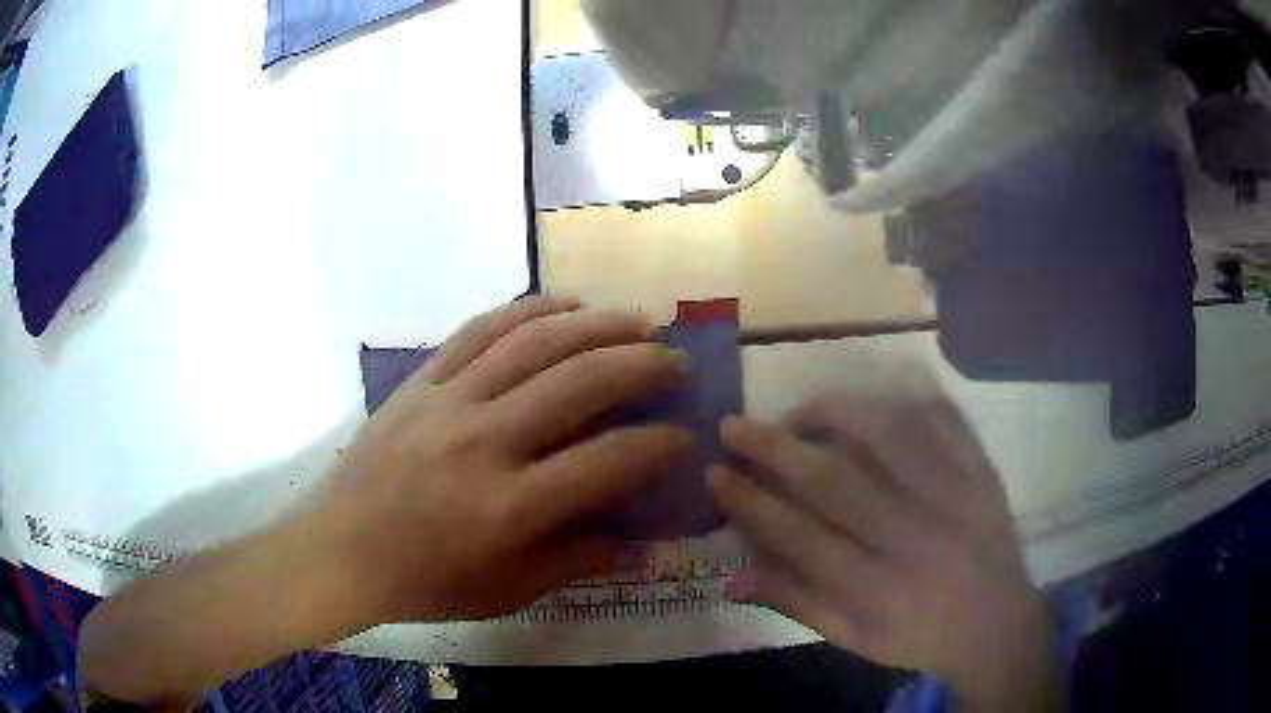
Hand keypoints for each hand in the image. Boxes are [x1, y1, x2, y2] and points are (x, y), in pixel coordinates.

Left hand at [309, 296, 690, 623]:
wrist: (341, 551)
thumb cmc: (425, 583)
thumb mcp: (507, 591)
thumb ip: (576, 561)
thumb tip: (639, 542)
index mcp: (508, 507)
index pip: (606, 462)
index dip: (657, 445)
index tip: (684, 436)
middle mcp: (484, 442)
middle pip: (579, 382)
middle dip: (641, 365)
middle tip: (674, 361)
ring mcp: (448, 401)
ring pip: (534, 342)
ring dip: (596, 324)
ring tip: (635, 320)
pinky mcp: (422, 381)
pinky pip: (480, 330)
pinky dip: (528, 310)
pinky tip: (563, 305)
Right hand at [709, 383, 1060, 710]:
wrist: (997, 624)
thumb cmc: (919, 636)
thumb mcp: (854, 638)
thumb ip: (797, 604)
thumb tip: (731, 578)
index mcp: (876, 589)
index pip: (799, 536)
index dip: (751, 502)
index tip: (716, 473)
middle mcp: (913, 538)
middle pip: (836, 481)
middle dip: (775, 448)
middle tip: (734, 424)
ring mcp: (954, 497)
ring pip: (889, 438)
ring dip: (835, 415)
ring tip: (798, 411)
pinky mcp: (981, 474)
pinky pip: (944, 423)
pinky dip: (905, 403)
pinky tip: (872, 404)